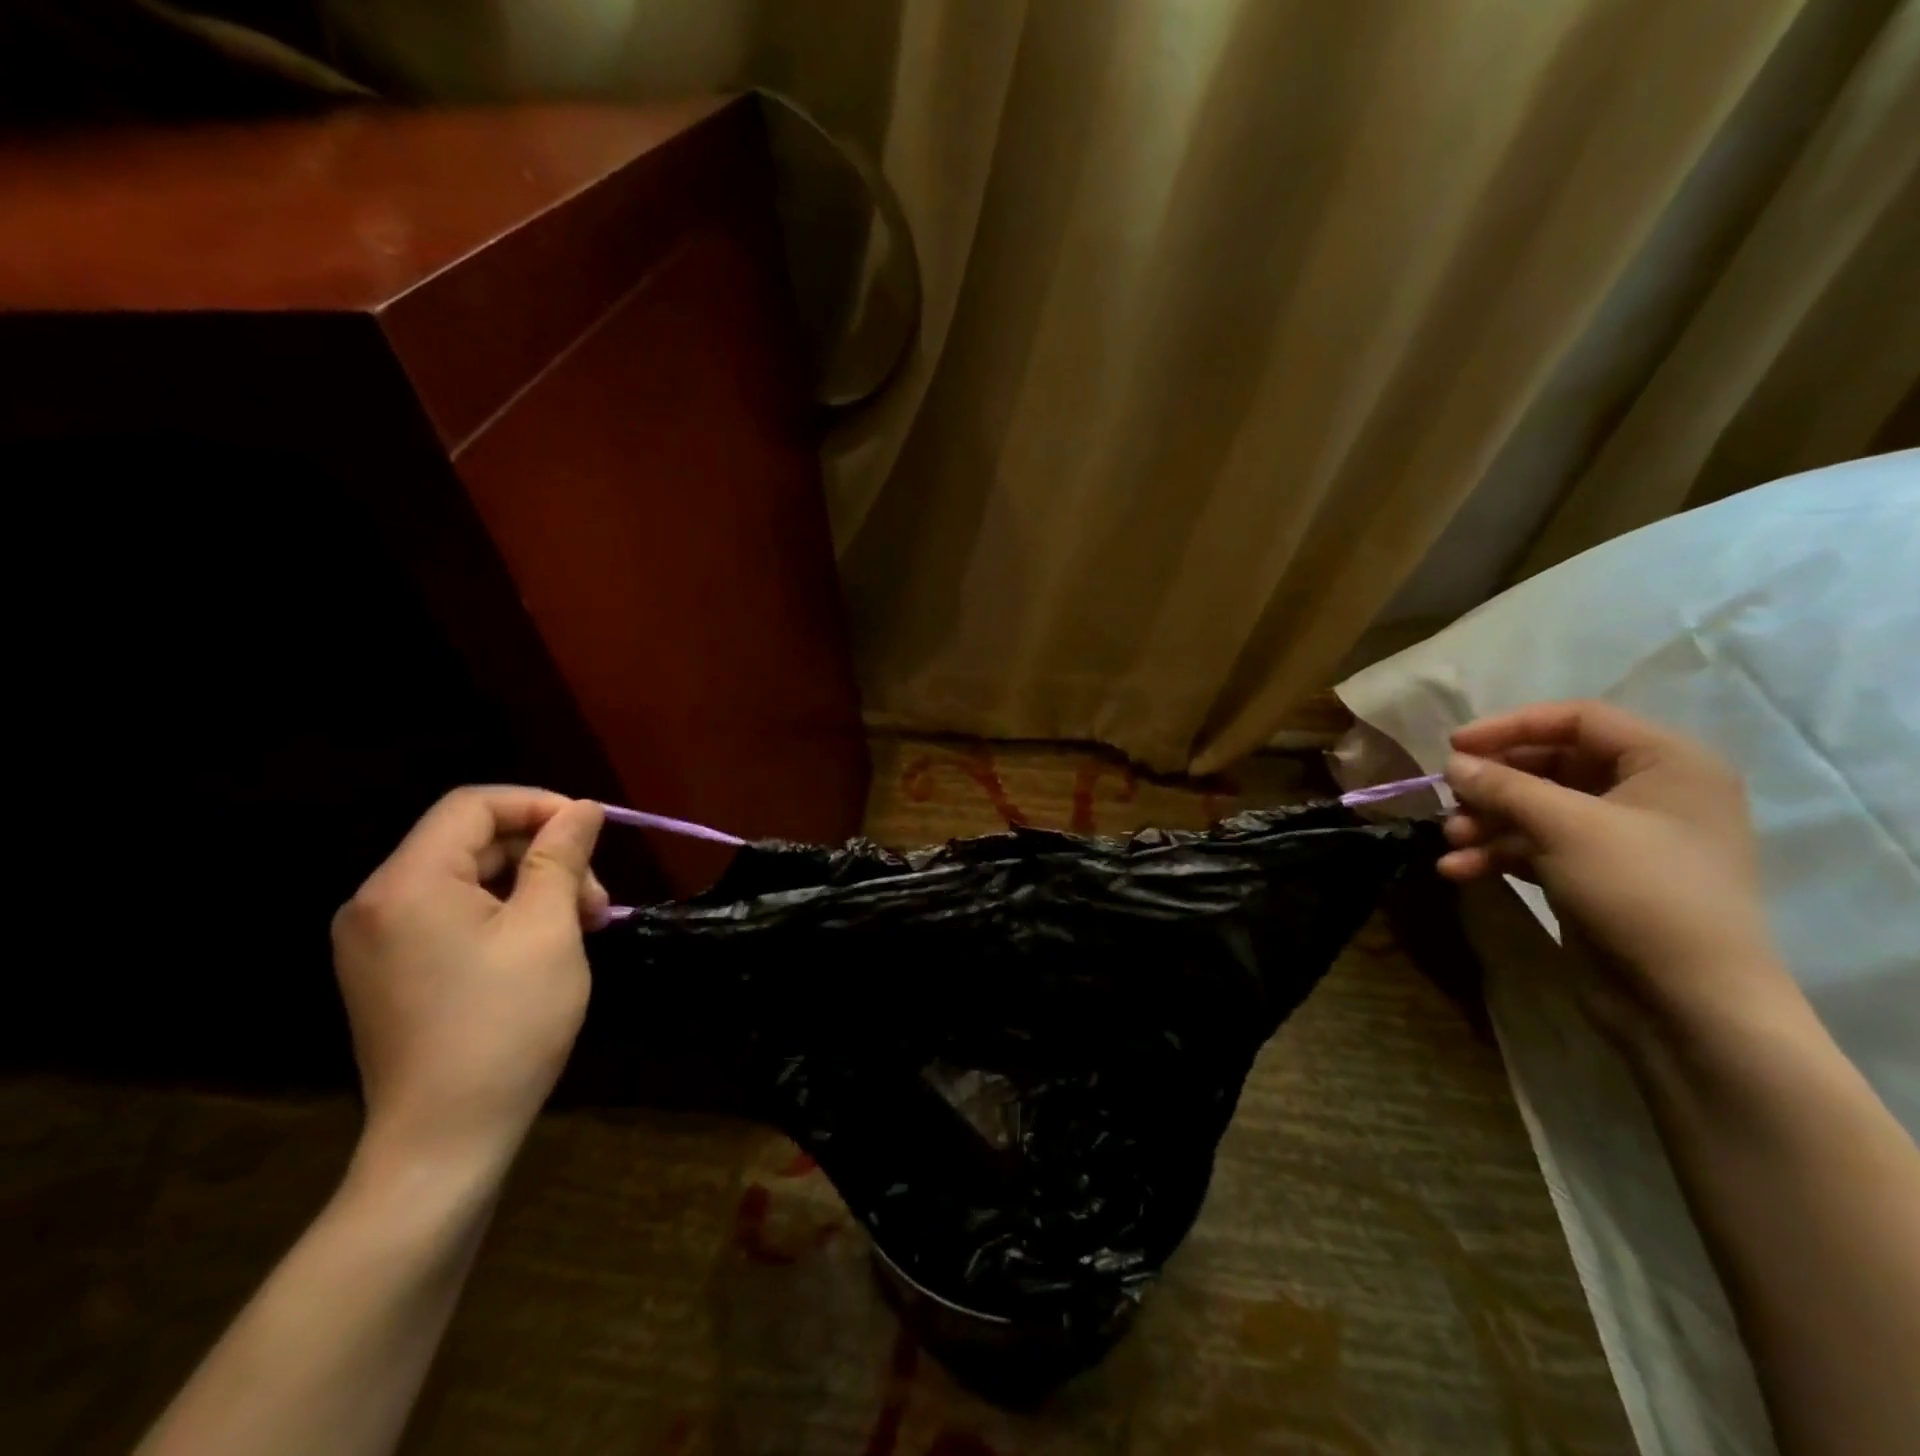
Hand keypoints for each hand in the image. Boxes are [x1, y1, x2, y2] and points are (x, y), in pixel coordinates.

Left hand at [331, 787, 607, 1167]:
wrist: (444, 1141)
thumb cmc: (506, 1026)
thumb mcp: (549, 930)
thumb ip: (561, 857)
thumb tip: (582, 808)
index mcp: (407, 884)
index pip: (473, 805)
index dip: (539, 805)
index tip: (592, 833)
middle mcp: (377, 902)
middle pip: (471, 842)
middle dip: (544, 857)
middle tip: (597, 900)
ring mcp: (377, 941)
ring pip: (467, 879)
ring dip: (531, 888)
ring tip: (582, 926)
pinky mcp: (389, 971)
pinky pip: (451, 914)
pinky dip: (504, 915)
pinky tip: (545, 945)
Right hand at [1437, 701, 1793, 1032]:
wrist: (1689, 1000)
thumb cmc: (1640, 891)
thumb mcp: (1565, 827)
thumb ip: (1503, 786)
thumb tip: (1452, 764)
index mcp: (1666, 763)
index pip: (1577, 719)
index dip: (1510, 726)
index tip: (1453, 747)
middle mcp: (1648, 791)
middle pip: (1549, 764)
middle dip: (1492, 784)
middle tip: (1448, 798)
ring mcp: (1621, 836)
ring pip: (1536, 808)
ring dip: (1487, 821)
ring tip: (1452, 840)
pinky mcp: (1597, 873)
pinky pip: (1537, 846)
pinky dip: (1498, 853)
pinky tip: (1459, 870)